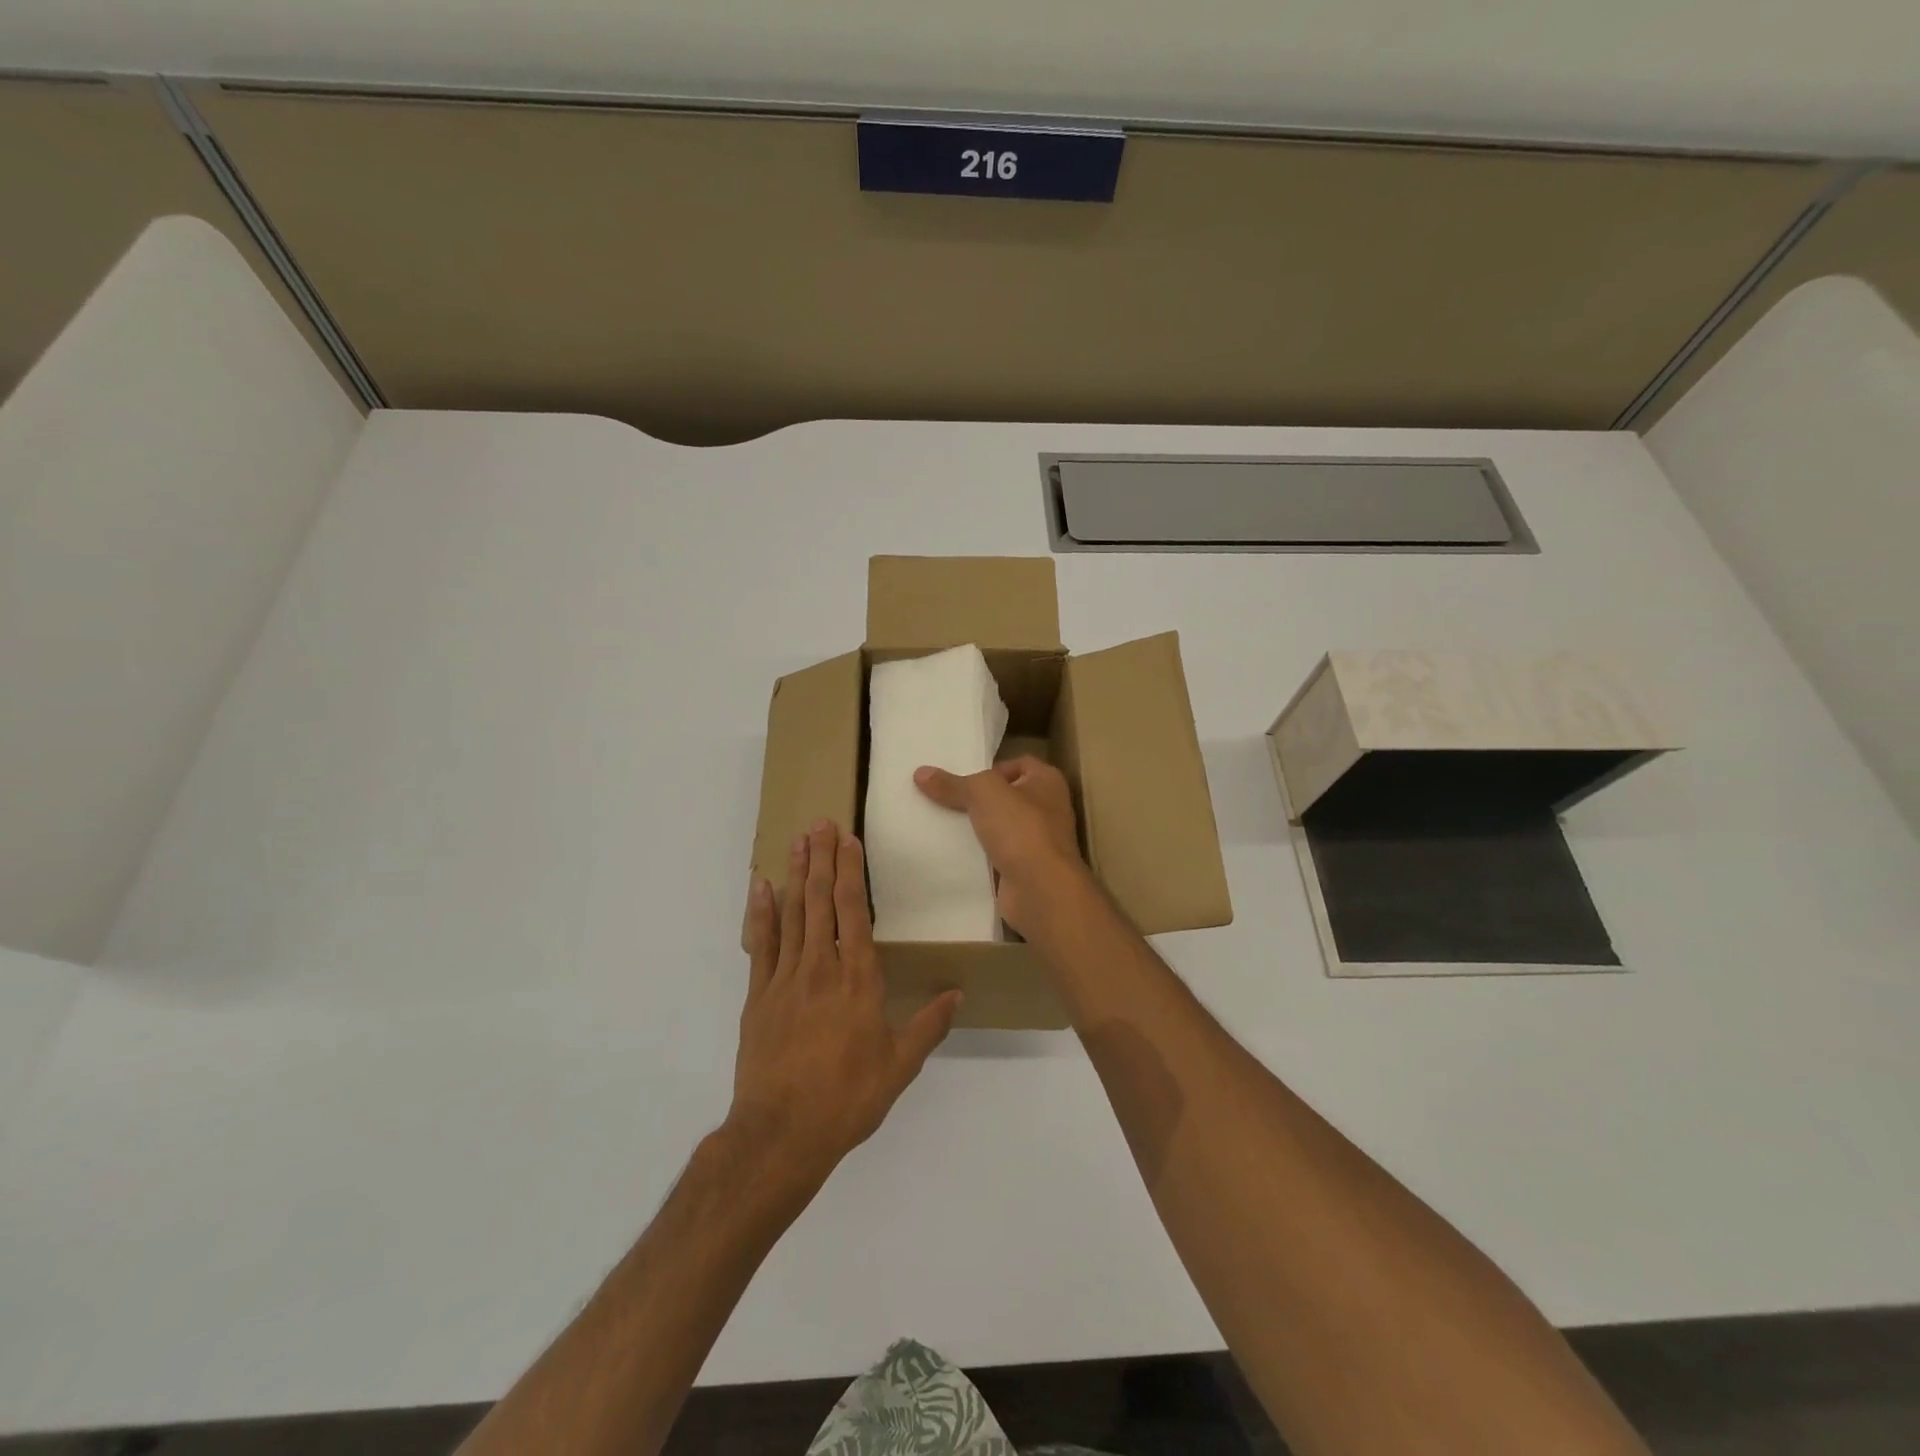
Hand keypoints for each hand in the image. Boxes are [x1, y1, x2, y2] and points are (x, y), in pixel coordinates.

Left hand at [732, 820, 962, 1184]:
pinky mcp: (759, 996)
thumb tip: (957, 993)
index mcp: (858, 979)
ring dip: (795, 874)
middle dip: (821, 859)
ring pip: (792, 914)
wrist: (781, 1134)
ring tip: (797, 840)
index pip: (853, 912)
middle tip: (820, 823)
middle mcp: (821, 967)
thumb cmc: (847, 1098)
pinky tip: (762, 887)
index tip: (848, 841)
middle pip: (820, 901)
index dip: (850, 873)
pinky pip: (761, 944)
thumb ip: (928, 1025)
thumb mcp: (899, 1066)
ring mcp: (785, 978)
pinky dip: (762, 913)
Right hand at [913, 756, 1086, 937]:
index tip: (961, 780)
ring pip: (998, 827)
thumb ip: (952, 783)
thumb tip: (921, 773)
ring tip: (938, 824)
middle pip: (1004, 797)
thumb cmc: (1020, 828)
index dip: (990, 769)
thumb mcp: (982, 793)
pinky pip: (995, 855)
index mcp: (1047, 781)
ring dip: (974, 828)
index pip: (1018, 764)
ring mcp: (1038, 842)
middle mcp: (1047, 809)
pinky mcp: (1024, 869)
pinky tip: (949, 853)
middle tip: (941, 800)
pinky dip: (976, 855)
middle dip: (975, 799)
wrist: (1040, 890)